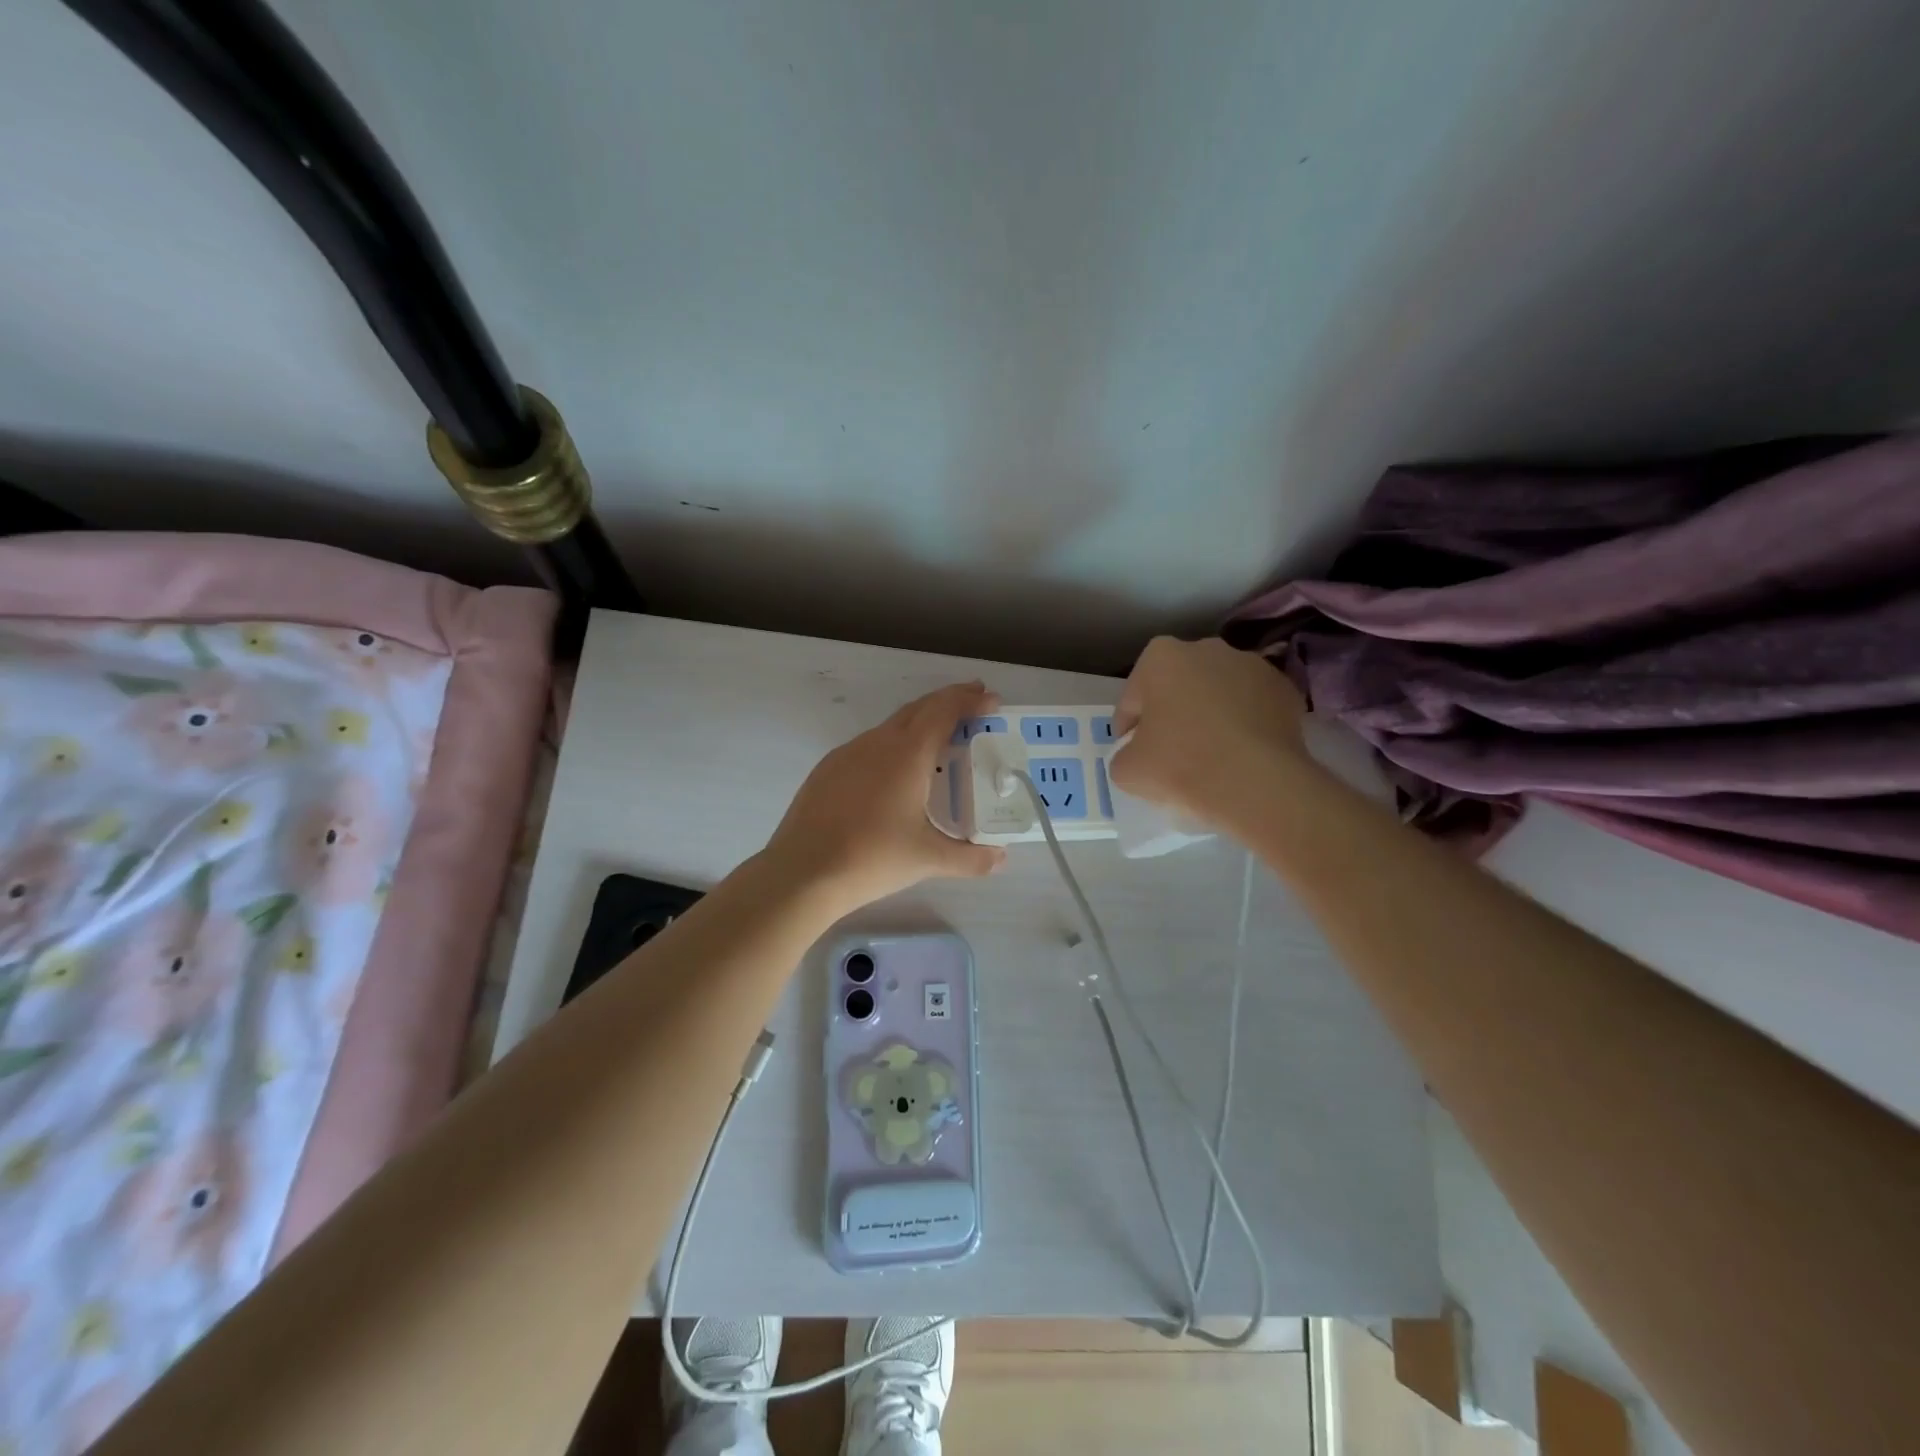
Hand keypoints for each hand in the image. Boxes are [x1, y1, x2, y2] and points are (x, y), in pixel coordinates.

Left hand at [762, 683, 1005, 913]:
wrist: (802, 872)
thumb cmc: (872, 858)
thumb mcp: (928, 859)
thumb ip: (970, 858)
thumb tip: (1001, 859)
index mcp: (907, 754)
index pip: (944, 711)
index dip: (970, 700)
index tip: (991, 698)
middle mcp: (878, 742)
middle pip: (918, 709)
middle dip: (948, 701)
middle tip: (973, 703)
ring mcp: (848, 753)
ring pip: (891, 726)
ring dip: (919, 722)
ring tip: (938, 740)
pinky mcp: (827, 769)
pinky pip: (869, 745)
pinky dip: (893, 743)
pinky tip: (894, 771)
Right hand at [1109, 636, 1309, 828]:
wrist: (1257, 783)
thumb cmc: (1180, 765)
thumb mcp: (1127, 770)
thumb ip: (1125, 754)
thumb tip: (1139, 756)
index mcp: (1161, 657)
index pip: (1133, 698)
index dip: (1129, 728)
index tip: (1133, 753)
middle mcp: (1207, 648)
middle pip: (1178, 687)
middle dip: (1173, 713)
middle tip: (1171, 753)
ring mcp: (1252, 665)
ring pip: (1218, 693)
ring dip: (1211, 715)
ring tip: (1212, 755)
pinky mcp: (1286, 689)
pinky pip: (1253, 707)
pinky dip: (1245, 725)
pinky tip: (1242, 755)